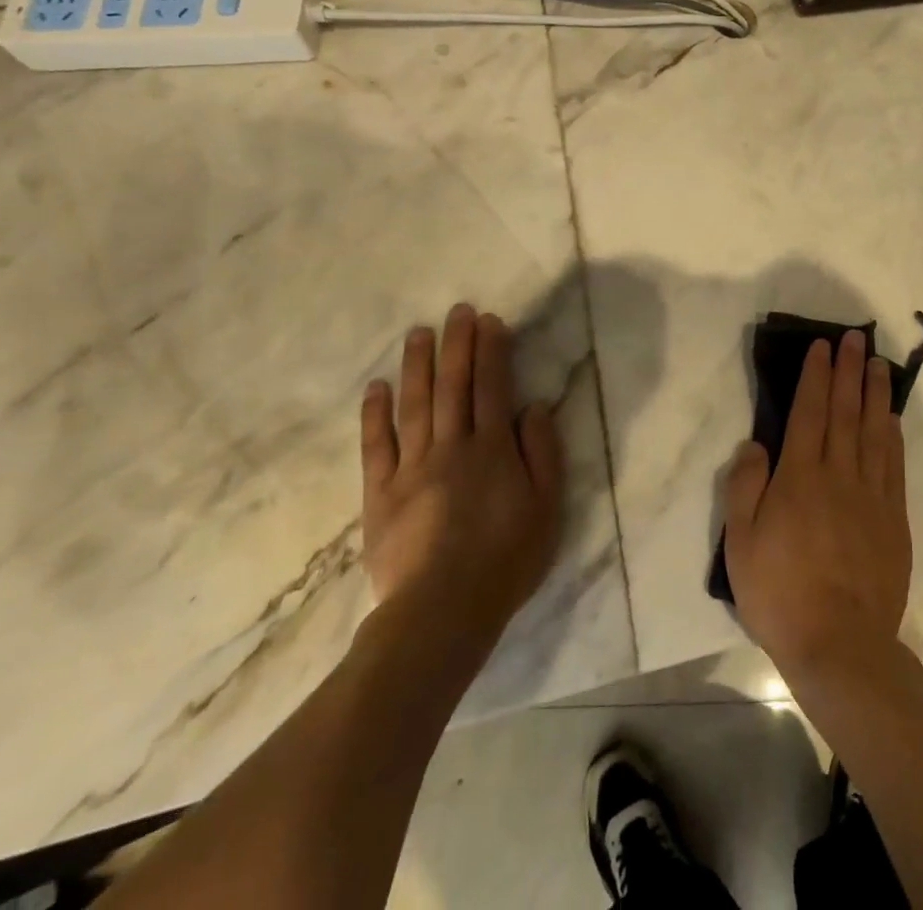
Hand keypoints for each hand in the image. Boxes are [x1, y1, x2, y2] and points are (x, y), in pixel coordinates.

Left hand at [359, 304, 563, 646]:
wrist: (442, 612)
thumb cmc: (506, 559)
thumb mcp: (547, 508)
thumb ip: (542, 453)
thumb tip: (532, 407)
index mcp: (493, 449)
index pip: (493, 387)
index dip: (492, 351)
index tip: (490, 321)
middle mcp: (452, 447)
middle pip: (453, 386)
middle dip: (457, 344)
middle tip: (457, 311)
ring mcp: (412, 468)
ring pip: (414, 406)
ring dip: (417, 366)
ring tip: (418, 332)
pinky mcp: (380, 494)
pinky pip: (376, 447)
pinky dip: (375, 415)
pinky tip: (377, 387)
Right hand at [723, 331, 912, 683]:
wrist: (840, 645)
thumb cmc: (780, 593)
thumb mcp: (741, 543)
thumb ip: (745, 486)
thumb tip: (756, 444)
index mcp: (800, 477)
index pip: (810, 411)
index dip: (816, 375)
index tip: (823, 346)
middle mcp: (839, 475)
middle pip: (845, 411)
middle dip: (849, 371)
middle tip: (856, 339)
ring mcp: (872, 495)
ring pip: (874, 431)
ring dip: (875, 393)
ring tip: (879, 363)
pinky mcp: (894, 518)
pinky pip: (894, 464)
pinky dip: (892, 434)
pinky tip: (891, 417)